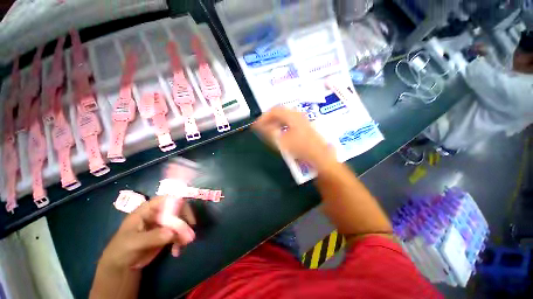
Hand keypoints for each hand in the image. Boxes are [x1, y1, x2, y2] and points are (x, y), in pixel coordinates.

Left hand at [99, 196, 195, 270]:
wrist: (121, 265)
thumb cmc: (121, 250)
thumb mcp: (133, 243)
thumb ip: (152, 237)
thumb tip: (171, 233)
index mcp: (147, 210)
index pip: (166, 199)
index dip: (177, 202)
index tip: (186, 213)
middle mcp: (158, 213)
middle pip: (178, 209)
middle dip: (184, 220)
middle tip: (188, 233)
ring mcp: (164, 223)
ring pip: (181, 221)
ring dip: (185, 232)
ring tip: (183, 244)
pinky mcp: (168, 233)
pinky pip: (180, 232)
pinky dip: (181, 240)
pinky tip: (176, 251)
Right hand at [253, 107, 335, 169]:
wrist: (320, 156)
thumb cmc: (301, 148)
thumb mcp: (283, 141)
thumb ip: (270, 132)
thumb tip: (259, 126)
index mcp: (292, 115)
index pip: (274, 110)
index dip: (264, 117)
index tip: (257, 125)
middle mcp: (298, 115)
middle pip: (280, 112)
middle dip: (269, 119)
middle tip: (261, 128)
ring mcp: (302, 120)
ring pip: (285, 117)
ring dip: (275, 122)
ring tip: (268, 131)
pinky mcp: (304, 126)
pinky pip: (289, 122)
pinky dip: (282, 126)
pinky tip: (279, 133)